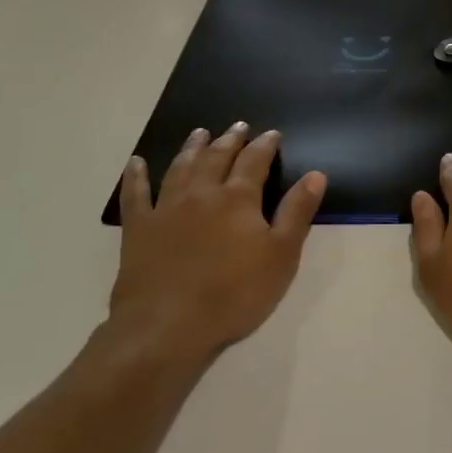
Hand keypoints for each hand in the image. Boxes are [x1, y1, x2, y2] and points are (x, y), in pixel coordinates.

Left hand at [103, 124, 325, 372]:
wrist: (168, 326)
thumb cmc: (235, 293)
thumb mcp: (282, 255)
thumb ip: (297, 212)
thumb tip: (315, 175)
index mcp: (238, 199)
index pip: (255, 161)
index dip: (265, 145)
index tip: (272, 133)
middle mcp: (201, 194)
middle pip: (217, 158)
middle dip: (230, 140)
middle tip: (238, 126)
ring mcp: (166, 209)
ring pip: (180, 168)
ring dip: (191, 148)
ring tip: (199, 133)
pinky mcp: (138, 230)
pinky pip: (135, 195)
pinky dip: (136, 177)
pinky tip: (136, 163)